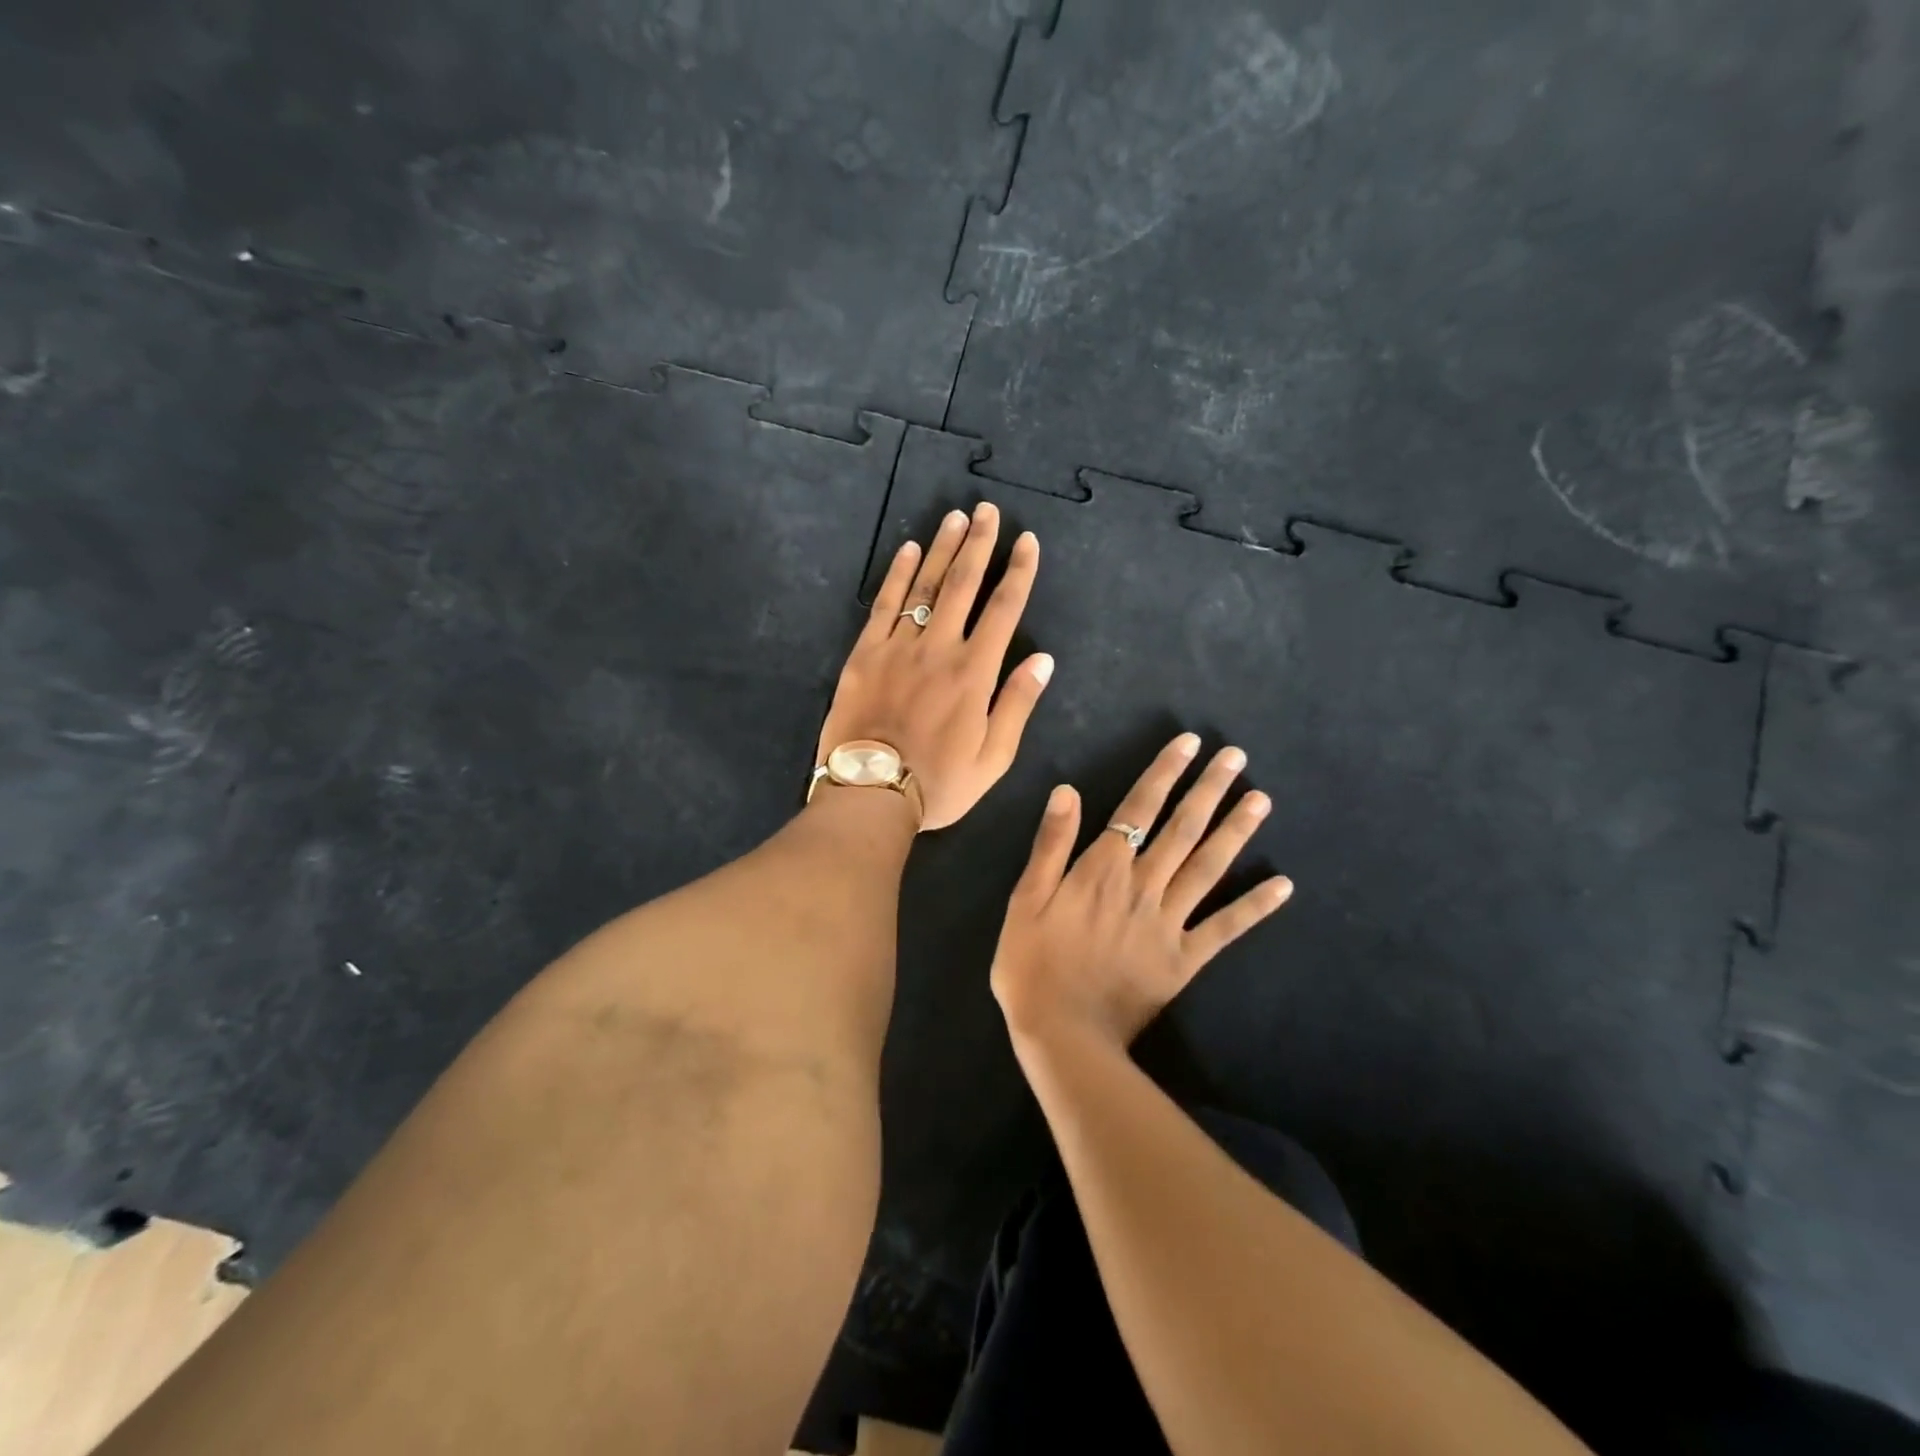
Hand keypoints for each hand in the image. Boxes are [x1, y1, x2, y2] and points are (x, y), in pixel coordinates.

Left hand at [816, 501, 1052, 831]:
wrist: (870, 794)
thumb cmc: (939, 784)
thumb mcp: (993, 757)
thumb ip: (1017, 704)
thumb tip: (1043, 659)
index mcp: (975, 673)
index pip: (1004, 609)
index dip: (1019, 572)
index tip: (1027, 541)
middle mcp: (939, 648)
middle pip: (963, 585)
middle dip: (980, 544)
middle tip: (988, 511)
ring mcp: (898, 647)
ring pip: (925, 587)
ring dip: (942, 549)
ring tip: (956, 518)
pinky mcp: (865, 654)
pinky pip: (884, 605)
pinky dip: (898, 575)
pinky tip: (909, 550)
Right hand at [991, 733, 1293, 1051]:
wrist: (1062, 1033)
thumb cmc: (1032, 963)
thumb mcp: (1025, 899)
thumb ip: (1051, 844)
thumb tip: (1069, 790)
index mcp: (1102, 869)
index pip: (1139, 808)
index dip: (1165, 773)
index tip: (1189, 744)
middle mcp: (1143, 886)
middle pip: (1182, 828)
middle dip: (1209, 789)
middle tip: (1237, 757)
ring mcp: (1169, 922)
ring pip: (1208, 867)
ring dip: (1236, 831)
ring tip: (1261, 800)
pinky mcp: (1184, 959)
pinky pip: (1225, 928)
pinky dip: (1254, 906)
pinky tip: (1283, 885)